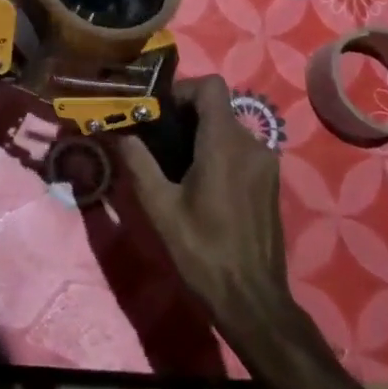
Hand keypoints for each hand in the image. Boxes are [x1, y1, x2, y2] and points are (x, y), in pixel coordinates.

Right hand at [115, 75, 293, 332]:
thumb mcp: (160, 207)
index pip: (210, 86)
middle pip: (217, 108)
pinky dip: (217, 154)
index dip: (183, 90)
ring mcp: (266, 165)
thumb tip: (117, 132)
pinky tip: (200, 186)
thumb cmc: (203, 251)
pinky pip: (240, 151)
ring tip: (174, 167)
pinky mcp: (270, 184)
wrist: (253, 302)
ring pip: (228, 130)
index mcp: (225, 144)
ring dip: (200, 137)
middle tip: (157, 142)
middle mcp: (252, 145)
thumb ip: (137, 162)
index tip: (159, 113)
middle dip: (185, 117)